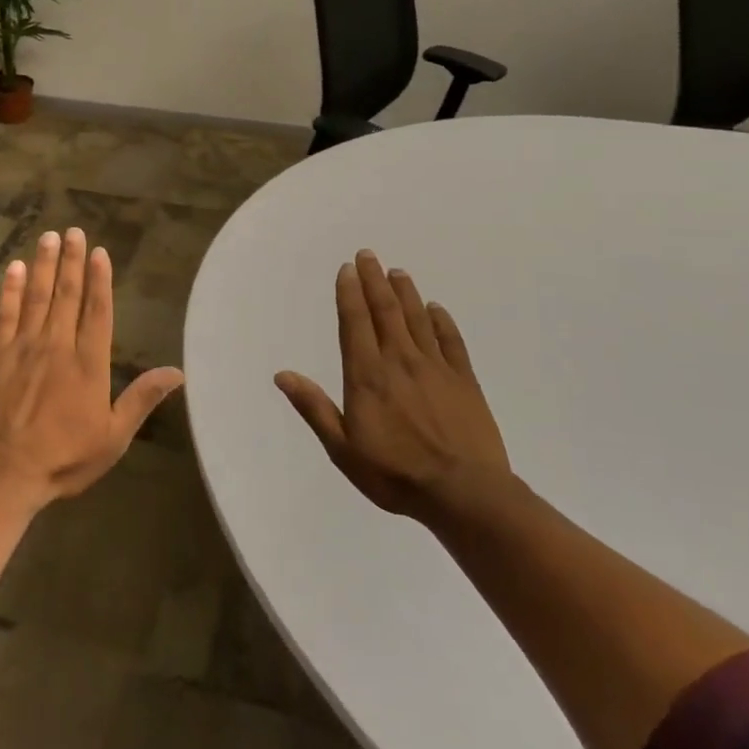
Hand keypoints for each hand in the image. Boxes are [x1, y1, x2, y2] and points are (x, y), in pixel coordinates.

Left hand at [0, 228, 184, 510]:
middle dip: (72, 261)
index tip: (100, 252)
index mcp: (88, 364)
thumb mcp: (113, 437)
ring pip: (37, 296)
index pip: (97, 311)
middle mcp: (57, 346)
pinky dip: (10, 289)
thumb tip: (178, 372)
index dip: (100, 280)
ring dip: (44, 265)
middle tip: (74, 231)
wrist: (2, 474)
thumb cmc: (63, 458)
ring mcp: (22, 348)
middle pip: (67, 295)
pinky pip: (5, 314)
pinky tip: (15, 268)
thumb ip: (141, 399)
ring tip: (49, 237)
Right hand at [275, 250, 512, 521]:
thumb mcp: (343, 449)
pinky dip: (442, 321)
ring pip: (417, 319)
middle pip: (385, 311)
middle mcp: (399, 361)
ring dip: (405, 293)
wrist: (465, 494)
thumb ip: (314, 408)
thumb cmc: (395, 474)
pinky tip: (436, 308)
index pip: (355, 323)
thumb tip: (283, 375)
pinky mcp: (464, 380)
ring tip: (397, 272)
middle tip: (368, 255)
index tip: (347, 269)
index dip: (350, 294)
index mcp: (367, 376)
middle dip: (374, 281)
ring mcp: (435, 368)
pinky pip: (451, 341)